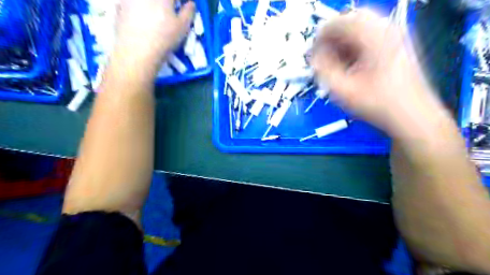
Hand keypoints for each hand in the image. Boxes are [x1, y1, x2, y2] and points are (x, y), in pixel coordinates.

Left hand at [114, 0, 194, 70]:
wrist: (137, 50)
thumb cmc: (164, 37)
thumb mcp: (183, 27)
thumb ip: (188, 12)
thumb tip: (190, 4)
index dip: (181, 2)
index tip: (184, 6)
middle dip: (166, 3)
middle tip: (170, 10)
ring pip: (145, 2)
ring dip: (152, 6)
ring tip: (155, 16)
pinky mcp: (120, 6)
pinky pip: (130, 3)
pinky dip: (138, 8)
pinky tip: (141, 19)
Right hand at [314, 10, 444, 136]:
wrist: (412, 116)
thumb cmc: (377, 104)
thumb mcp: (343, 90)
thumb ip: (324, 70)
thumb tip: (315, 57)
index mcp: (374, 37)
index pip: (340, 22)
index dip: (321, 36)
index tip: (313, 52)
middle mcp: (387, 30)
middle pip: (352, 20)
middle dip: (333, 37)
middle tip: (323, 55)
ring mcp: (395, 36)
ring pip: (361, 28)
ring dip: (343, 42)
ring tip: (334, 62)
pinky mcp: (396, 46)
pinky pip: (370, 37)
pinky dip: (355, 46)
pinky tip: (349, 64)